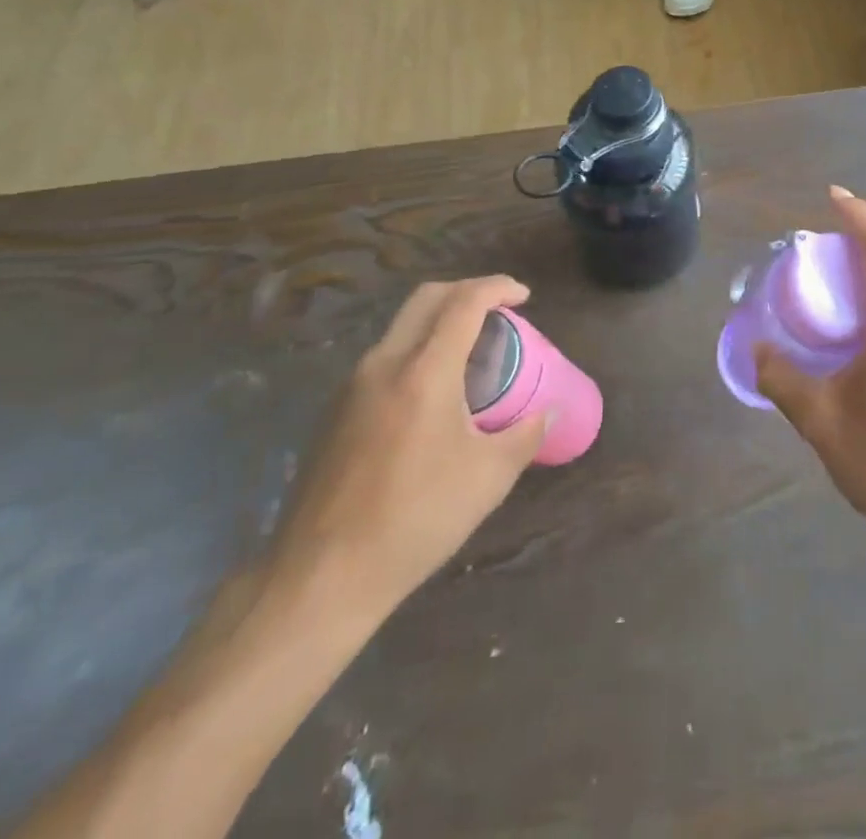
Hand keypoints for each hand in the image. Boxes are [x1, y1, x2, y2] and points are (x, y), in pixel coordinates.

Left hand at [266, 277, 548, 622]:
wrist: (319, 578)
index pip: (464, 303)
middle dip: (467, 292)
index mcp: (425, 371)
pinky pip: (384, 358)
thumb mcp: (488, 478)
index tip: (523, 296)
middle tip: (499, 312)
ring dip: (439, 322)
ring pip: (402, 327)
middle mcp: (384, 364)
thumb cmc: (416, 520)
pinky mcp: (333, 412)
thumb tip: (546, 413)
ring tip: (471, 354)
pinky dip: (417, 351)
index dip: (498, 288)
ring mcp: (351, 386)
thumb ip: (524, 435)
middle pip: (427, 298)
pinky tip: (433, 395)